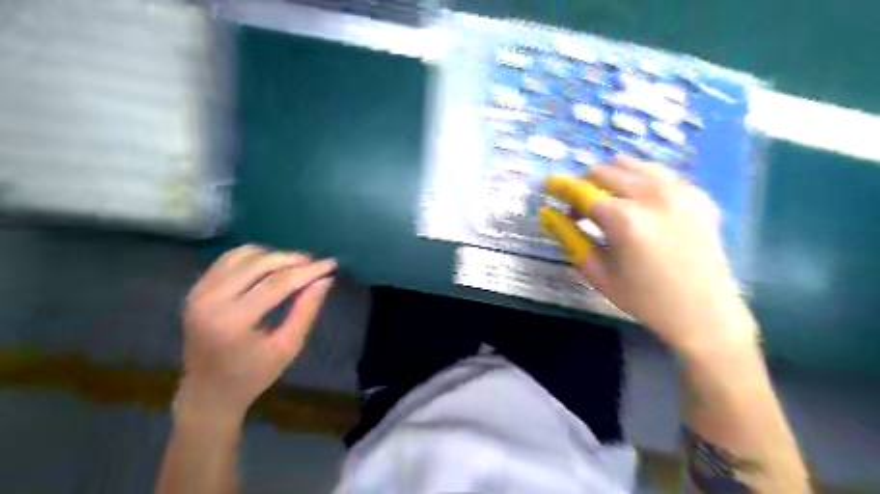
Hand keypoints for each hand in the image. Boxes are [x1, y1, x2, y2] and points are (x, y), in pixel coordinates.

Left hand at [176, 244, 335, 417]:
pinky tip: (270, 266)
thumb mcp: (288, 348)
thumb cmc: (253, 375)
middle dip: (293, 260)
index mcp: (233, 322)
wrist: (208, 391)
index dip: (307, 271)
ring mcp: (199, 292)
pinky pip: (228, 259)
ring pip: (244, 256)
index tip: (331, 264)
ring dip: (274, 256)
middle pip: (260, 264)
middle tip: (316, 263)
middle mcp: (211, 300)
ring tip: (295, 266)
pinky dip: (253, 257)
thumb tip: (325, 280)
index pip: (277, 283)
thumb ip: (306, 311)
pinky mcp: (196, 289)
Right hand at [544, 159, 755, 355]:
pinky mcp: (697, 194)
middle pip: (604, 170)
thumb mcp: (598, 273)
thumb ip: (569, 238)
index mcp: (624, 220)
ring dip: (610, 176)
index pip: (581, 190)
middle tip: (579, 209)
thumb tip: (547, 214)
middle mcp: (652, 195)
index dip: (559, 186)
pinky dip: (638, 180)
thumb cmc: (644, 299)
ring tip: (607, 201)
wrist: (705, 313)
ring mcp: (679, 190)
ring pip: (631, 164)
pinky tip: (637, 204)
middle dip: (583, 184)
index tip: (547, 186)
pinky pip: (657, 173)